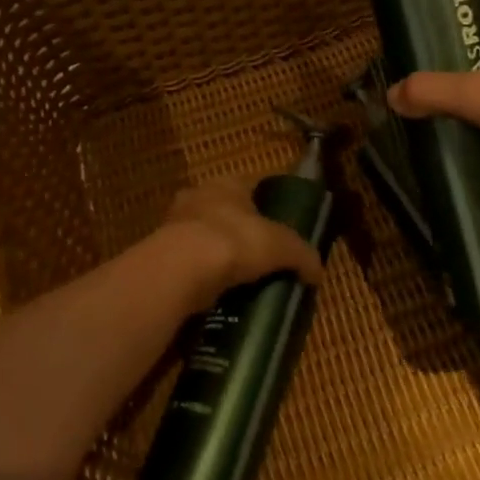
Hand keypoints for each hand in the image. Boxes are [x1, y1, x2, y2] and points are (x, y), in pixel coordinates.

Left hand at [150, 178, 323, 315]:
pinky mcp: (162, 256)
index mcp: (226, 184)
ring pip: (204, 239)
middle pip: (225, 213)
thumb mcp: (282, 246)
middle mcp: (198, 197)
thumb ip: (302, 255)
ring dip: (218, 257)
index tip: (280, 228)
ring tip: (240, 282)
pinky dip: (202, 278)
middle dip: (240, 233)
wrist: (182, 269)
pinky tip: (217, 295)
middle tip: (261, 260)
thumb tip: (318, 271)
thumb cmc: (235, 242)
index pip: (251, 187)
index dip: (267, 205)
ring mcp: (175, 226)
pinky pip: (189, 265)